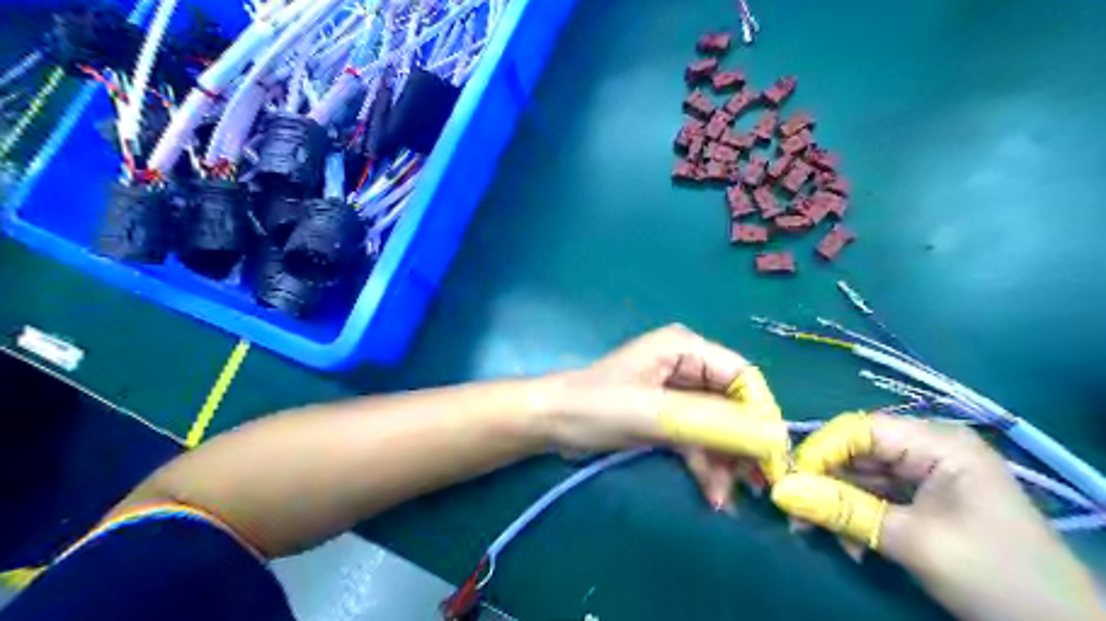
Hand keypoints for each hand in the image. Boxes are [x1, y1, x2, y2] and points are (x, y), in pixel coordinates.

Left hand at [542, 325, 790, 509]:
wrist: (552, 424)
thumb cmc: (598, 407)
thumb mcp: (656, 413)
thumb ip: (714, 422)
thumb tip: (773, 436)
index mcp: (685, 348)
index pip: (742, 375)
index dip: (761, 413)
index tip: (772, 454)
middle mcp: (687, 365)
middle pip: (733, 403)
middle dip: (744, 443)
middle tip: (757, 484)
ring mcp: (677, 393)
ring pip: (718, 426)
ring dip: (725, 461)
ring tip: (728, 498)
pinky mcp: (667, 417)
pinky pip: (698, 439)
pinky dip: (706, 464)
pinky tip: (712, 494)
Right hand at [772, 413, 1101, 620]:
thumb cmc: (992, 574)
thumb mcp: (910, 540)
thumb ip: (842, 509)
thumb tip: (780, 492)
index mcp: (937, 443)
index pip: (859, 429)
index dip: (819, 450)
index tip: (789, 480)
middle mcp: (930, 449)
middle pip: (858, 452)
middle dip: (825, 482)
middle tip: (796, 512)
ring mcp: (929, 475)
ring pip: (863, 476)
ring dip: (838, 503)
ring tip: (819, 533)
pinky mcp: (928, 499)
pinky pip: (878, 496)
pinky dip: (858, 517)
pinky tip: (850, 543)